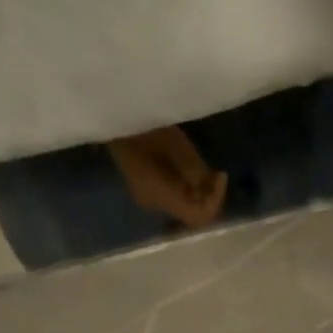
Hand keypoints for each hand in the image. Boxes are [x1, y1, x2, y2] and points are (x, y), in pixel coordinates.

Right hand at [108, 126, 228, 227]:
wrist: (112, 116)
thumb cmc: (144, 126)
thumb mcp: (176, 146)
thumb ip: (196, 171)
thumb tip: (210, 186)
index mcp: (161, 196)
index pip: (198, 216)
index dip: (215, 200)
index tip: (220, 175)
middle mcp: (155, 204)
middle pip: (192, 213)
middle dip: (209, 197)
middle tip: (216, 174)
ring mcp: (149, 199)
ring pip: (184, 206)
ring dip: (199, 193)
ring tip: (206, 172)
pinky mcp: (147, 191)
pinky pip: (174, 198)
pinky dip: (188, 188)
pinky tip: (190, 172)